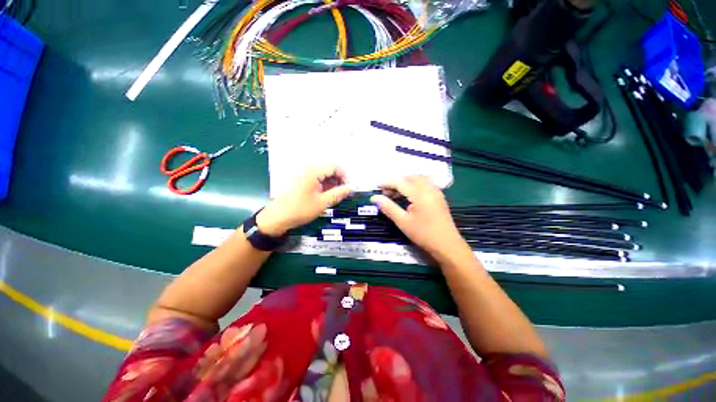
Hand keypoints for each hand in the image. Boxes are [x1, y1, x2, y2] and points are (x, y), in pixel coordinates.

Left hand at [256, 165, 353, 235]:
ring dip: (332, 185)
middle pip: (330, 170)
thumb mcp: (323, 203)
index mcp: (313, 172)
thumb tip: (353, 187)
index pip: (335, 167)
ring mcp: (304, 176)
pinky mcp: (301, 182)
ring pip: (324, 176)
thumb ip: (339, 193)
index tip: (349, 189)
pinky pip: (317, 180)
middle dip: (339, 181)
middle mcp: (308, 170)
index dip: (345, 176)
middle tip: (344, 194)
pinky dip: (325, 187)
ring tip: (336, 198)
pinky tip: (326, 197)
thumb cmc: (300, 210)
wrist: (276, 218)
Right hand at [370, 176, 468, 260]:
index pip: (400, 182)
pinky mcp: (439, 196)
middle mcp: (429, 188)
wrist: (447, 245)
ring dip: (405, 182)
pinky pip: (425, 183)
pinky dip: (414, 185)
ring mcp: (436, 191)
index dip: (387, 183)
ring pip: (418, 179)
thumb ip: (388, 207)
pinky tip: (409, 195)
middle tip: (386, 193)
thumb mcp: (403, 222)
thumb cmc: (424, 234)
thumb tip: (374, 198)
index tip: (377, 187)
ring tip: (395, 194)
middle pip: (410, 177)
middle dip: (396, 182)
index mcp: (420, 194)